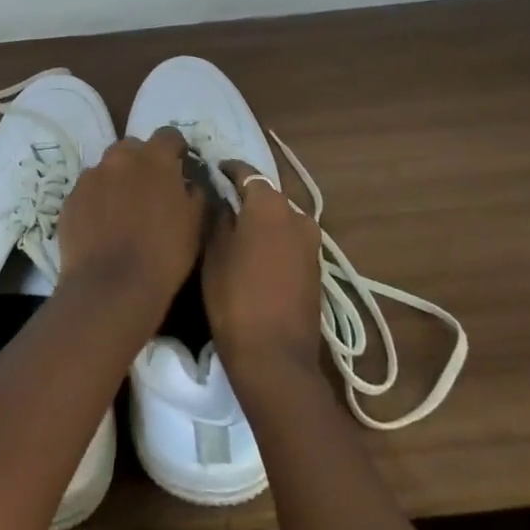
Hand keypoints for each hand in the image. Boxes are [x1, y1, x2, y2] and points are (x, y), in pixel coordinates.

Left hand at [58, 129, 204, 323]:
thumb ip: (195, 192)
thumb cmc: (164, 255)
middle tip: (149, 191)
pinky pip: (88, 191)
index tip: (179, 167)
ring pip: (107, 168)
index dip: (176, 150)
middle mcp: (120, 157)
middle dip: (142, 163)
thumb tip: (189, 181)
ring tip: (122, 213)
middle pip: (133, 147)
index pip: (169, 135)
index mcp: (155, 158)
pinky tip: (102, 227)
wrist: (111, 287)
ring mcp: (91, 176)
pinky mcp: (70, 197)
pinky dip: (96, 201)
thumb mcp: (196, 224)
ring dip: (117, 181)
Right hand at [203, 161, 322, 390]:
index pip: (246, 173)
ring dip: (262, 220)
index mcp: (270, 204)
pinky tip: (256, 253)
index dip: (228, 170)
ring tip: (237, 229)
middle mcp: (297, 215)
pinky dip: (274, 240)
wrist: (276, 359)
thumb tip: (222, 198)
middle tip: (222, 202)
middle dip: (246, 196)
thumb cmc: (235, 298)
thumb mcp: (214, 252)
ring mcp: (311, 244)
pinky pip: (290, 241)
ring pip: (281, 219)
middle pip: (267, 196)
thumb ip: (218, 216)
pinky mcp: (316, 270)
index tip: (212, 170)